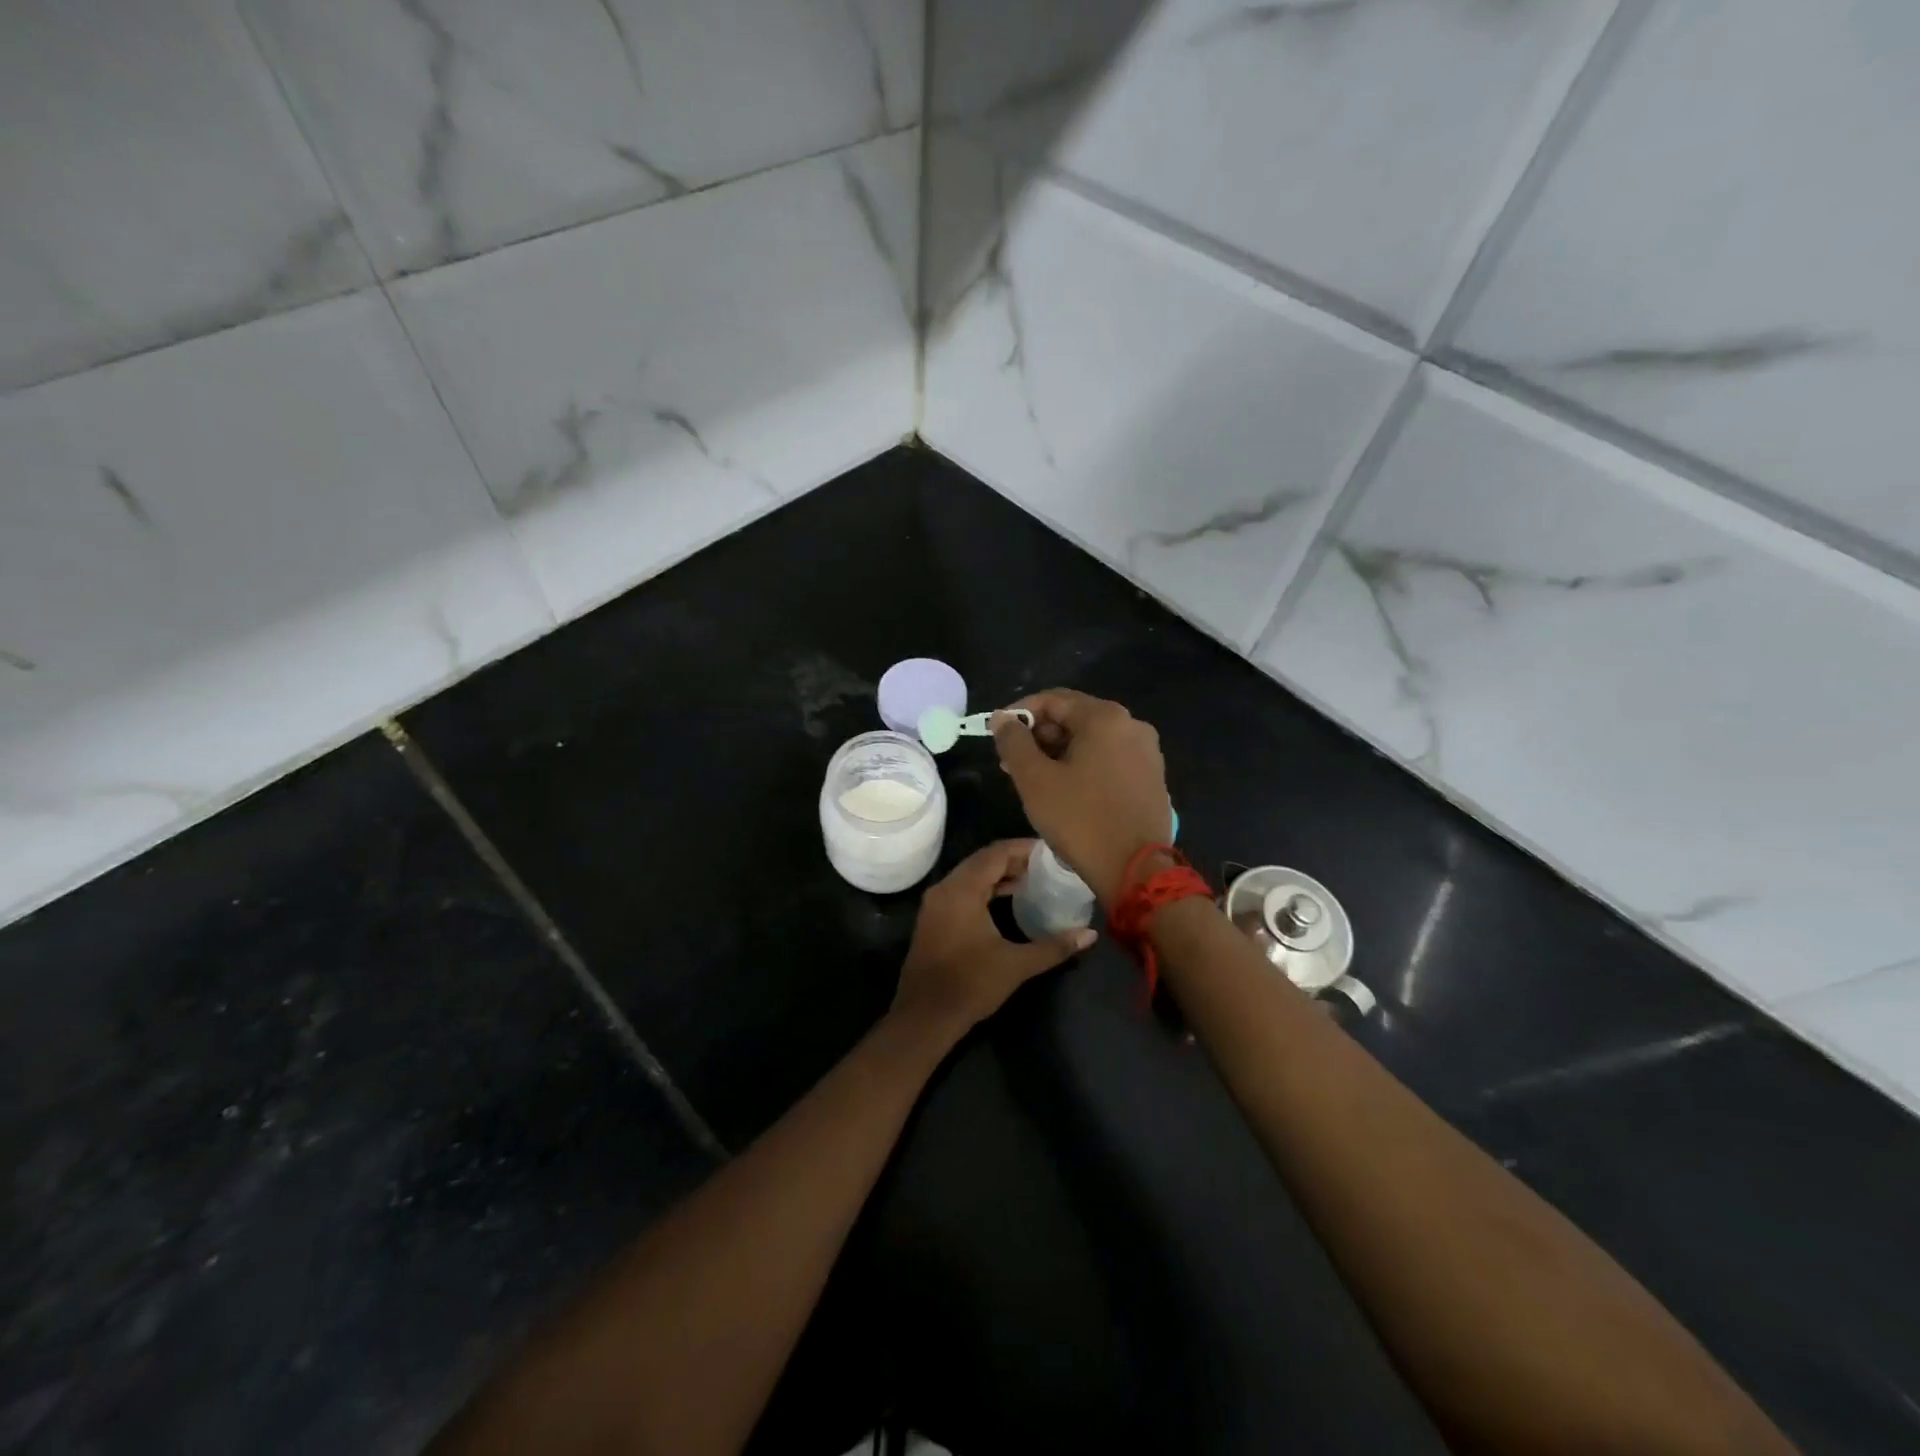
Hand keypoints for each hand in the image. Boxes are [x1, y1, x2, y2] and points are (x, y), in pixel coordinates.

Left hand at [893, 839, 1095, 1036]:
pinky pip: (962, 890)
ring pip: (971, 876)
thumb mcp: (1016, 965)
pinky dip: (986, 889)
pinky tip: (1008, 901)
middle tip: (1047, 865)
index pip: (996, 853)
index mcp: (962, 889)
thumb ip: (1054, 946)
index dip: (1024, 848)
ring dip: (1000, 875)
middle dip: (1015, 860)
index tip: (1051, 852)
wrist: (924, 1016)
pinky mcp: (933, 919)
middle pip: (983, 860)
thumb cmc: (970, 984)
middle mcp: (946, 888)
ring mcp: (936, 903)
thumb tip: (1089, 935)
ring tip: (1033, 880)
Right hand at [990, 690, 1171, 907]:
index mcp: (1105, 717)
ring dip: (1059, 753)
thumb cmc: (1080, 820)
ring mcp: (1147, 752)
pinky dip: (1084, 766)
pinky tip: (1067, 792)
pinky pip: (1110, 759)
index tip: (997, 735)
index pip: (1052, 699)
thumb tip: (1002, 718)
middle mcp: (1132, 725)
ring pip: (1092, 741)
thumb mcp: (1034, 780)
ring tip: (1034, 780)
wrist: (1136, 870)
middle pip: (1075, 718)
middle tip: (1012, 763)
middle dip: (1040, 736)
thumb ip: (1013, 741)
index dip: (1019, 713)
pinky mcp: (1152, 778)